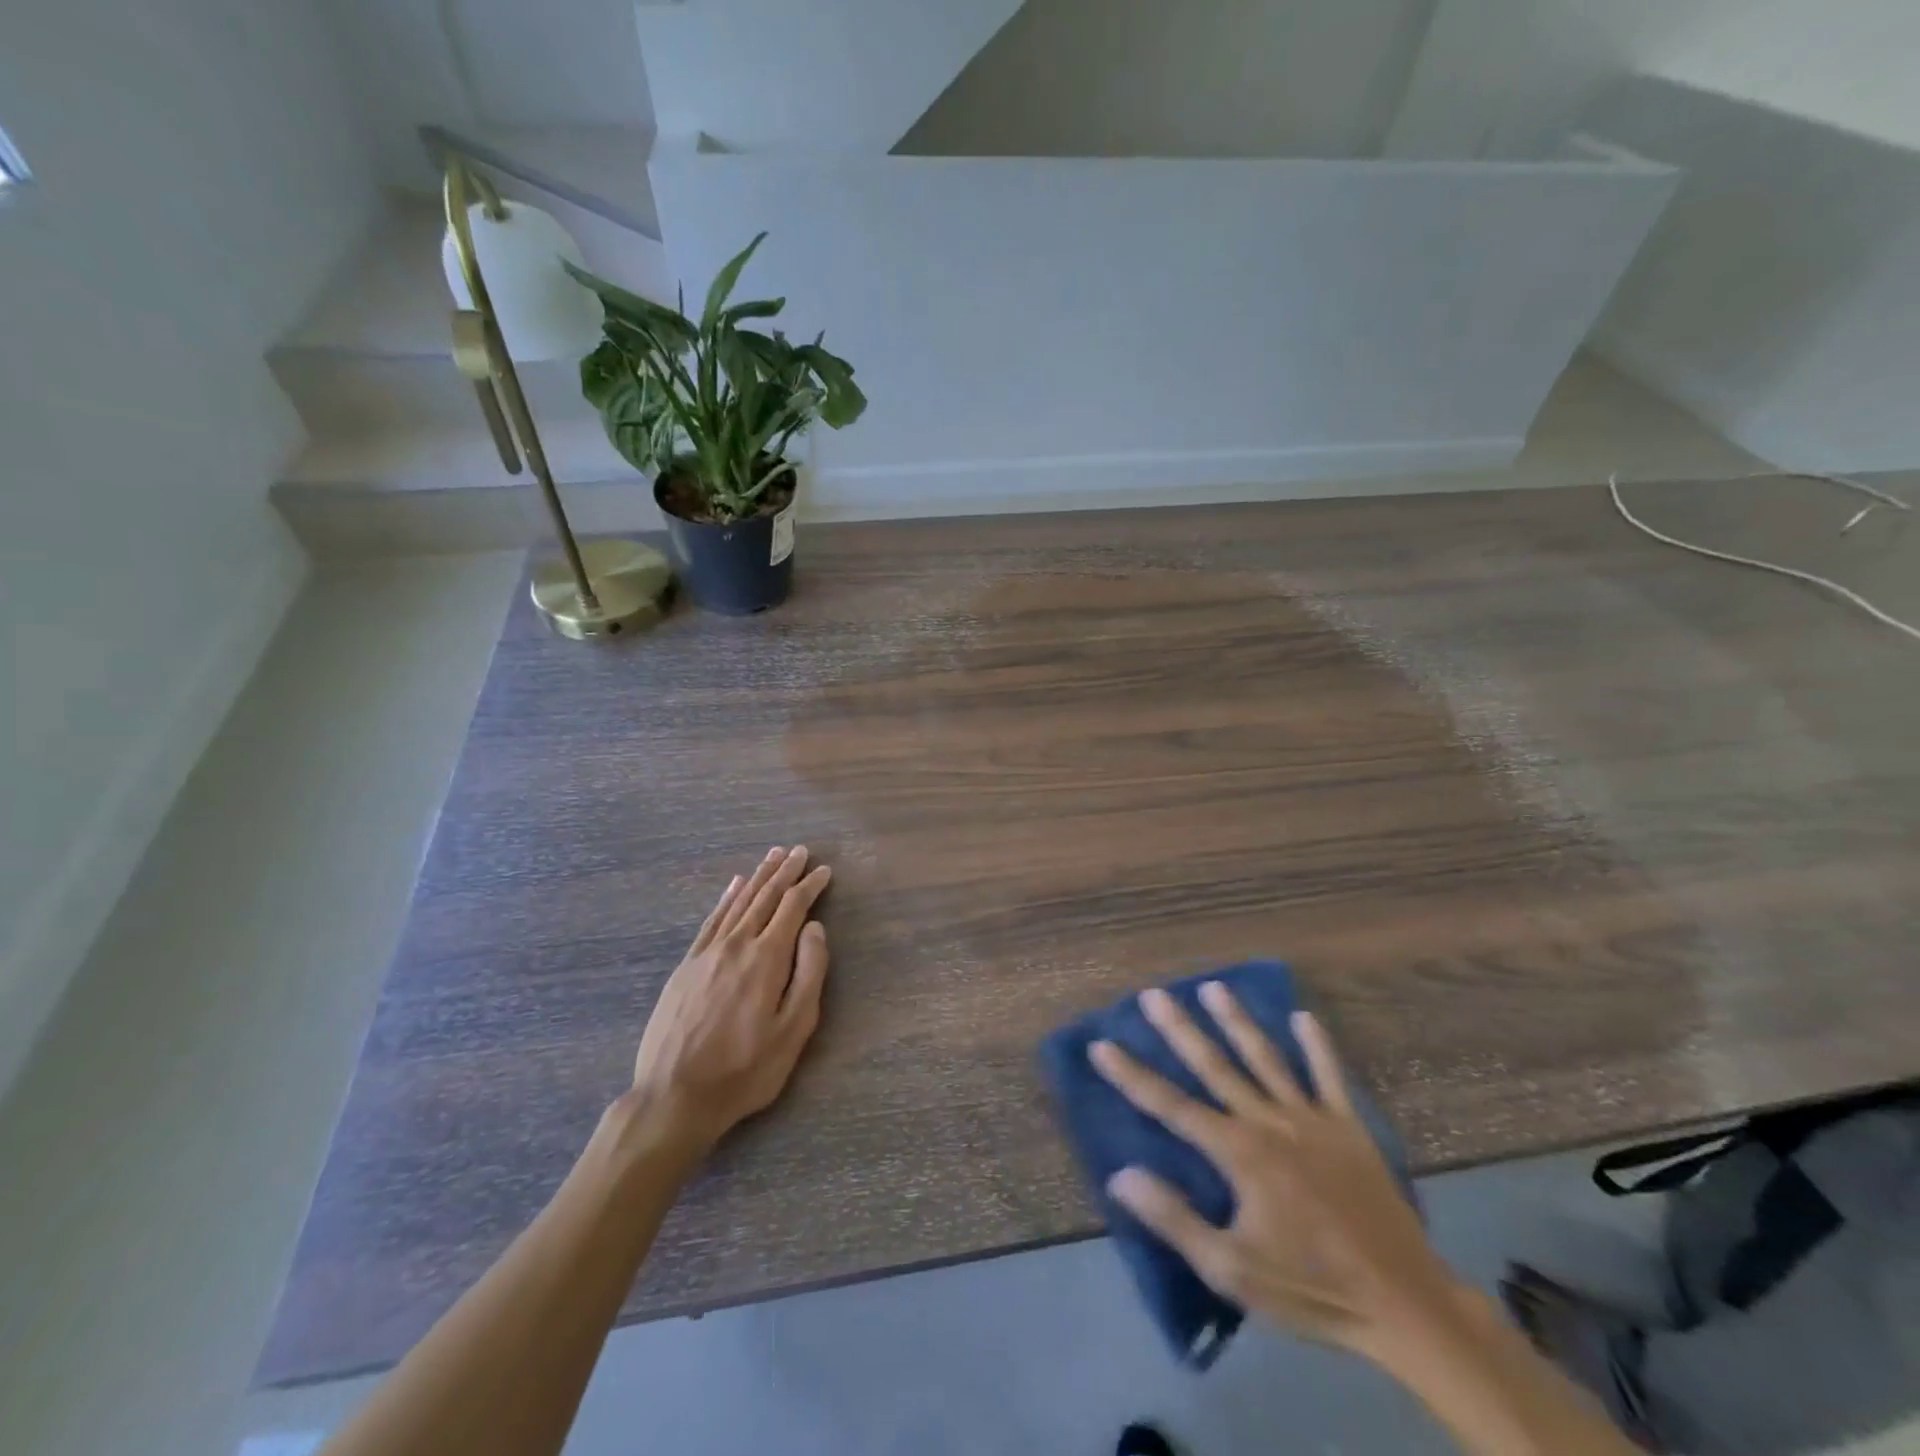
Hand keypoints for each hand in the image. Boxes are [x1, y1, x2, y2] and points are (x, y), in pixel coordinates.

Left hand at [624, 846, 831, 1157]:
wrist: (674, 1096)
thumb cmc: (745, 1069)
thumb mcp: (794, 1030)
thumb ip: (809, 973)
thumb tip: (815, 928)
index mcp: (767, 958)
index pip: (792, 908)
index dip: (810, 886)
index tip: (823, 870)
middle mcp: (737, 945)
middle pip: (765, 897)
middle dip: (785, 872)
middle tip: (800, 851)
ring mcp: (707, 953)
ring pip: (738, 902)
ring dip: (758, 877)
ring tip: (773, 856)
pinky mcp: (686, 965)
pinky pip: (712, 920)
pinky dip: (727, 898)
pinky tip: (734, 885)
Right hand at [1091, 986, 1461, 1360]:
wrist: (1405, 1306)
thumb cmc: (1311, 1288)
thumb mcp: (1232, 1270)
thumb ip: (1175, 1218)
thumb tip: (1121, 1174)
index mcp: (1239, 1152)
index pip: (1171, 1106)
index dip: (1132, 1075)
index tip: (1102, 1045)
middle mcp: (1269, 1122)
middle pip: (1215, 1066)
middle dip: (1180, 1029)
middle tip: (1154, 993)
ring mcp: (1312, 1119)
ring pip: (1266, 1059)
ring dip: (1238, 1021)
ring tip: (1214, 987)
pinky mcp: (1349, 1128)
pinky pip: (1331, 1077)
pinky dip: (1318, 1047)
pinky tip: (1305, 1017)